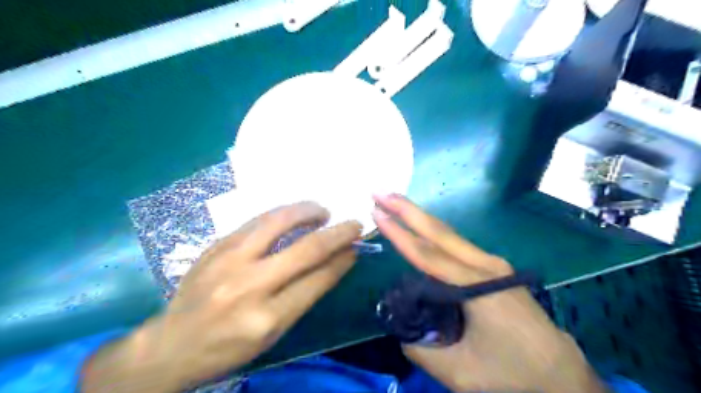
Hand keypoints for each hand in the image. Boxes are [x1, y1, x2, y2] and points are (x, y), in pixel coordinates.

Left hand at [84, 203, 361, 392]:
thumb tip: (333, 264)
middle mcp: (251, 286)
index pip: (318, 279)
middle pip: (306, 249)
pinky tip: (293, 214)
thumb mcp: (272, 335)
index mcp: (268, 318)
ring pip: (279, 222)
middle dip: (338, 233)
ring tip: (323, 211)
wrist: (170, 344)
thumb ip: (303, 297)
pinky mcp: (217, 246)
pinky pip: (257, 221)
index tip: (356, 248)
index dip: (342, 260)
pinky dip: (282, 214)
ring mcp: (230, 261)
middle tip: (354, 224)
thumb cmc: (227, 348)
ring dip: (308, 212)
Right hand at [372, 194, 608, 392]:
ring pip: (448, 234)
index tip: (376, 212)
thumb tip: (403, 331)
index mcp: (475, 286)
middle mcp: (485, 266)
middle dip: (406, 209)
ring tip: (394, 203)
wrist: (561, 376)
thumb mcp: (460, 372)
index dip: (398, 233)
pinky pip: (457, 245)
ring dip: (419, 217)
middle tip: (380, 191)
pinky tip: (421, 229)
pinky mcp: (494, 269)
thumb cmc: (513, 373)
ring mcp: (492, 264)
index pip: (426, 255)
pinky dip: (433, 232)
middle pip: (438, 231)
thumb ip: (422, 350)